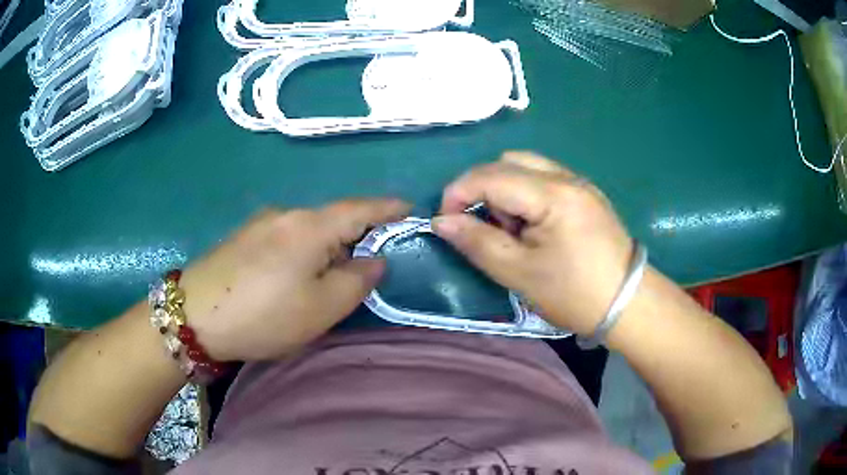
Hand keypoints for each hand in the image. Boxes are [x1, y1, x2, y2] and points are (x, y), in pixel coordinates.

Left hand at [178, 199, 409, 360]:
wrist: (193, 316)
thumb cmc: (264, 315)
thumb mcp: (321, 308)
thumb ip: (356, 281)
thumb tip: (373, 260)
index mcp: (310, 226)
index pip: (360, 209)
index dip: (388, 208)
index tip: (409, 208)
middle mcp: (286, 214)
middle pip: (332, 219)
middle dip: (355, 236)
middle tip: (367, 265)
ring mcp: (260, 224)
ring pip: (307, 230)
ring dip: (326, 247)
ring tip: (327, 279)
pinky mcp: (243, 237)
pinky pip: (286, 238)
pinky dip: (302, 252)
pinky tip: (293, 277)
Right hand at [432, 152, 632, 335]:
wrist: (629, 304)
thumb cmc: (575, 294)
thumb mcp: (520, 274)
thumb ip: (477, 243)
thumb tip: (441, 222)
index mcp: (553, 194)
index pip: (491, 175)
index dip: (458, 193)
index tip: (445, 222)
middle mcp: (567, 177)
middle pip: (508, 162)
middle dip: (484, 189)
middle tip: (487, 229)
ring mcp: (580, 183)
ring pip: (526, 167)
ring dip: (506, 191)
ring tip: (513, 231)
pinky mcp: (586, 194)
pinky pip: (545, 179)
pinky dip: (526, 195)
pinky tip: (534, 228)